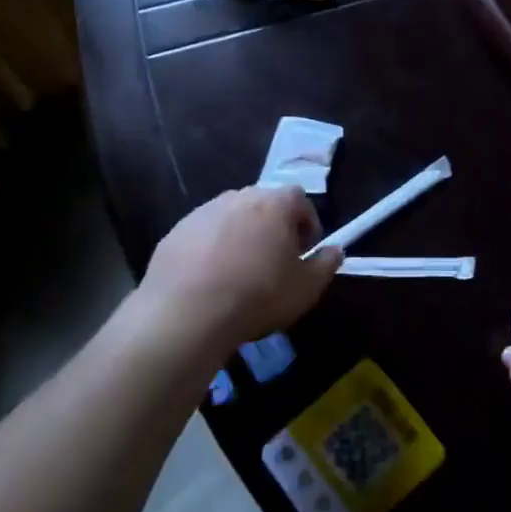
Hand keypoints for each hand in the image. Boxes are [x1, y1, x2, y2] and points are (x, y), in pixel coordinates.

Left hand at [133, 187, 342, 365]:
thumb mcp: (306, 287)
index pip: (299, 198)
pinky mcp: (175, 232)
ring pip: (231, 218)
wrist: (186, 314)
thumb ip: (326, 264)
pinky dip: (211, 249)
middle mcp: (238, 197)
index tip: (304, 250)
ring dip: (241, 236)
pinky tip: (210, 280)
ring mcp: (202, 212)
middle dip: (274, 227)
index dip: (307, 222)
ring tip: (241, 272)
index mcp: (274, 203)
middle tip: (275, 260)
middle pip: (264, 204)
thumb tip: (335, 250)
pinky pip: (203, 235)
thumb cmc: (258, 295)